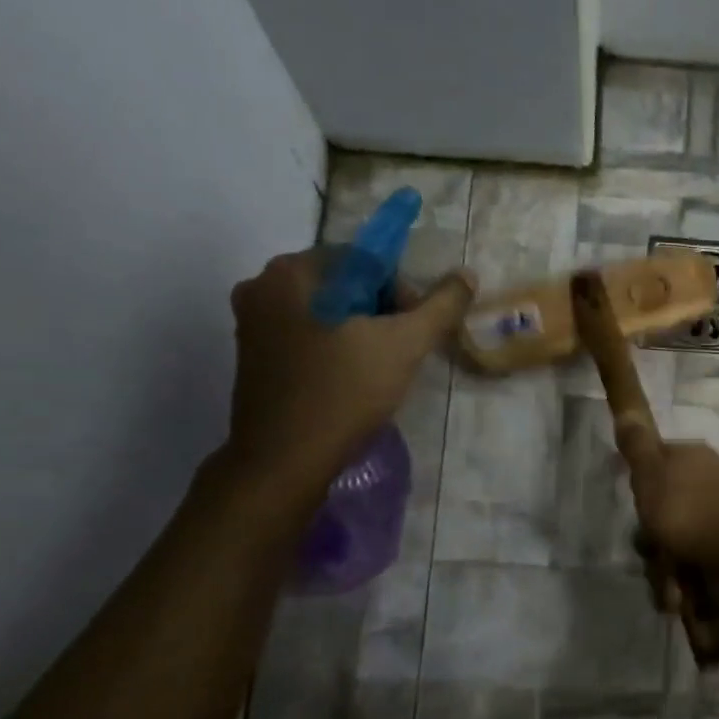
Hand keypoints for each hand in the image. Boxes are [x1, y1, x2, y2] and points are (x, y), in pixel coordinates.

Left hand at [221, 248, 473, 501]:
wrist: (285, 459)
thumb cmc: (345, 392)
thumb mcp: (405, 345)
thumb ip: (441, 306)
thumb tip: (467, 274)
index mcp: (293, 271)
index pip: (365, 259)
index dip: (401, 292)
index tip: (413, 332)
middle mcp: (262, 285)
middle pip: (343, 284)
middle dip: (381, 312)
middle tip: (401, 353)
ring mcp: (251, 322)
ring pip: (325, 312)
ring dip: (359, 332)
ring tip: (379, 370)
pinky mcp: (251, 356)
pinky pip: (305, 335)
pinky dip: (333, 349)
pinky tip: (349, 381)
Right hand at [627, 442, 718, 589]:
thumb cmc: (692, 512)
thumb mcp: (653, 473)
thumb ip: (637, 445)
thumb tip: (626, 407)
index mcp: (690, 463)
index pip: (652, 471)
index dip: (641, 493)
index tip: (641, 506)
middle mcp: (704, 490)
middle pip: (657, 518)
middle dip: (652, 544)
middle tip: (656, 549)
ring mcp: (714, 526)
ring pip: (668, 551)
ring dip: (664, 574)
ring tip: (673, 585)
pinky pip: (687, 575)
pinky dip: (683, 589)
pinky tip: (685, 596)